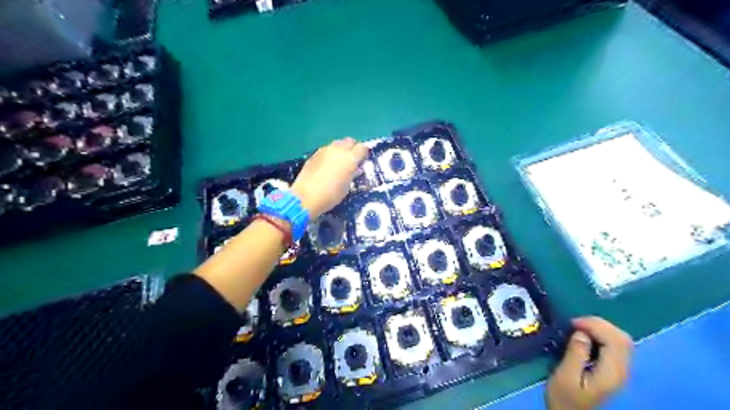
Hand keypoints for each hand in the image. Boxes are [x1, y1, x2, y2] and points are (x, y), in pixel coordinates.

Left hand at [291, 137, 367, 218]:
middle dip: (352, 148)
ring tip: (339, 163)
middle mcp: (339, 150)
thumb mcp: (346, 187)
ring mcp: (325, 150)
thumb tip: (355, 169)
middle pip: (350, 141)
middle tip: (351, 160)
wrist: (306, 197)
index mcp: (350, 159)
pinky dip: (330, 154)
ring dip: (341, 150)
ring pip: (337, 144)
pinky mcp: (315, 154)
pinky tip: (327, 166)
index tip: (362, 161)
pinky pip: (327, 150)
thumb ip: (352, 174)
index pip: (362, 148)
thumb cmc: (330, 195)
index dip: (363, 154)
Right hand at [548, 316, 633, 408]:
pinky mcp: (614, 371)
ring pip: (621, 340)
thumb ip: (575, 354)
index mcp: (611, 373)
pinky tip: (586, 337)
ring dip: (601, 328)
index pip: (615, 340)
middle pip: (622, 338)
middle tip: (575, 323)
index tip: (572, 323)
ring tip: (579, 327)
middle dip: (599, 324)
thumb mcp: (564, 376)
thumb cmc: (564, 399)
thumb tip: (581, 333)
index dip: (595, 325)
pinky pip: (615, 346)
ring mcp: (620, 372)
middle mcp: (622, 371)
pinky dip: (602, 335)